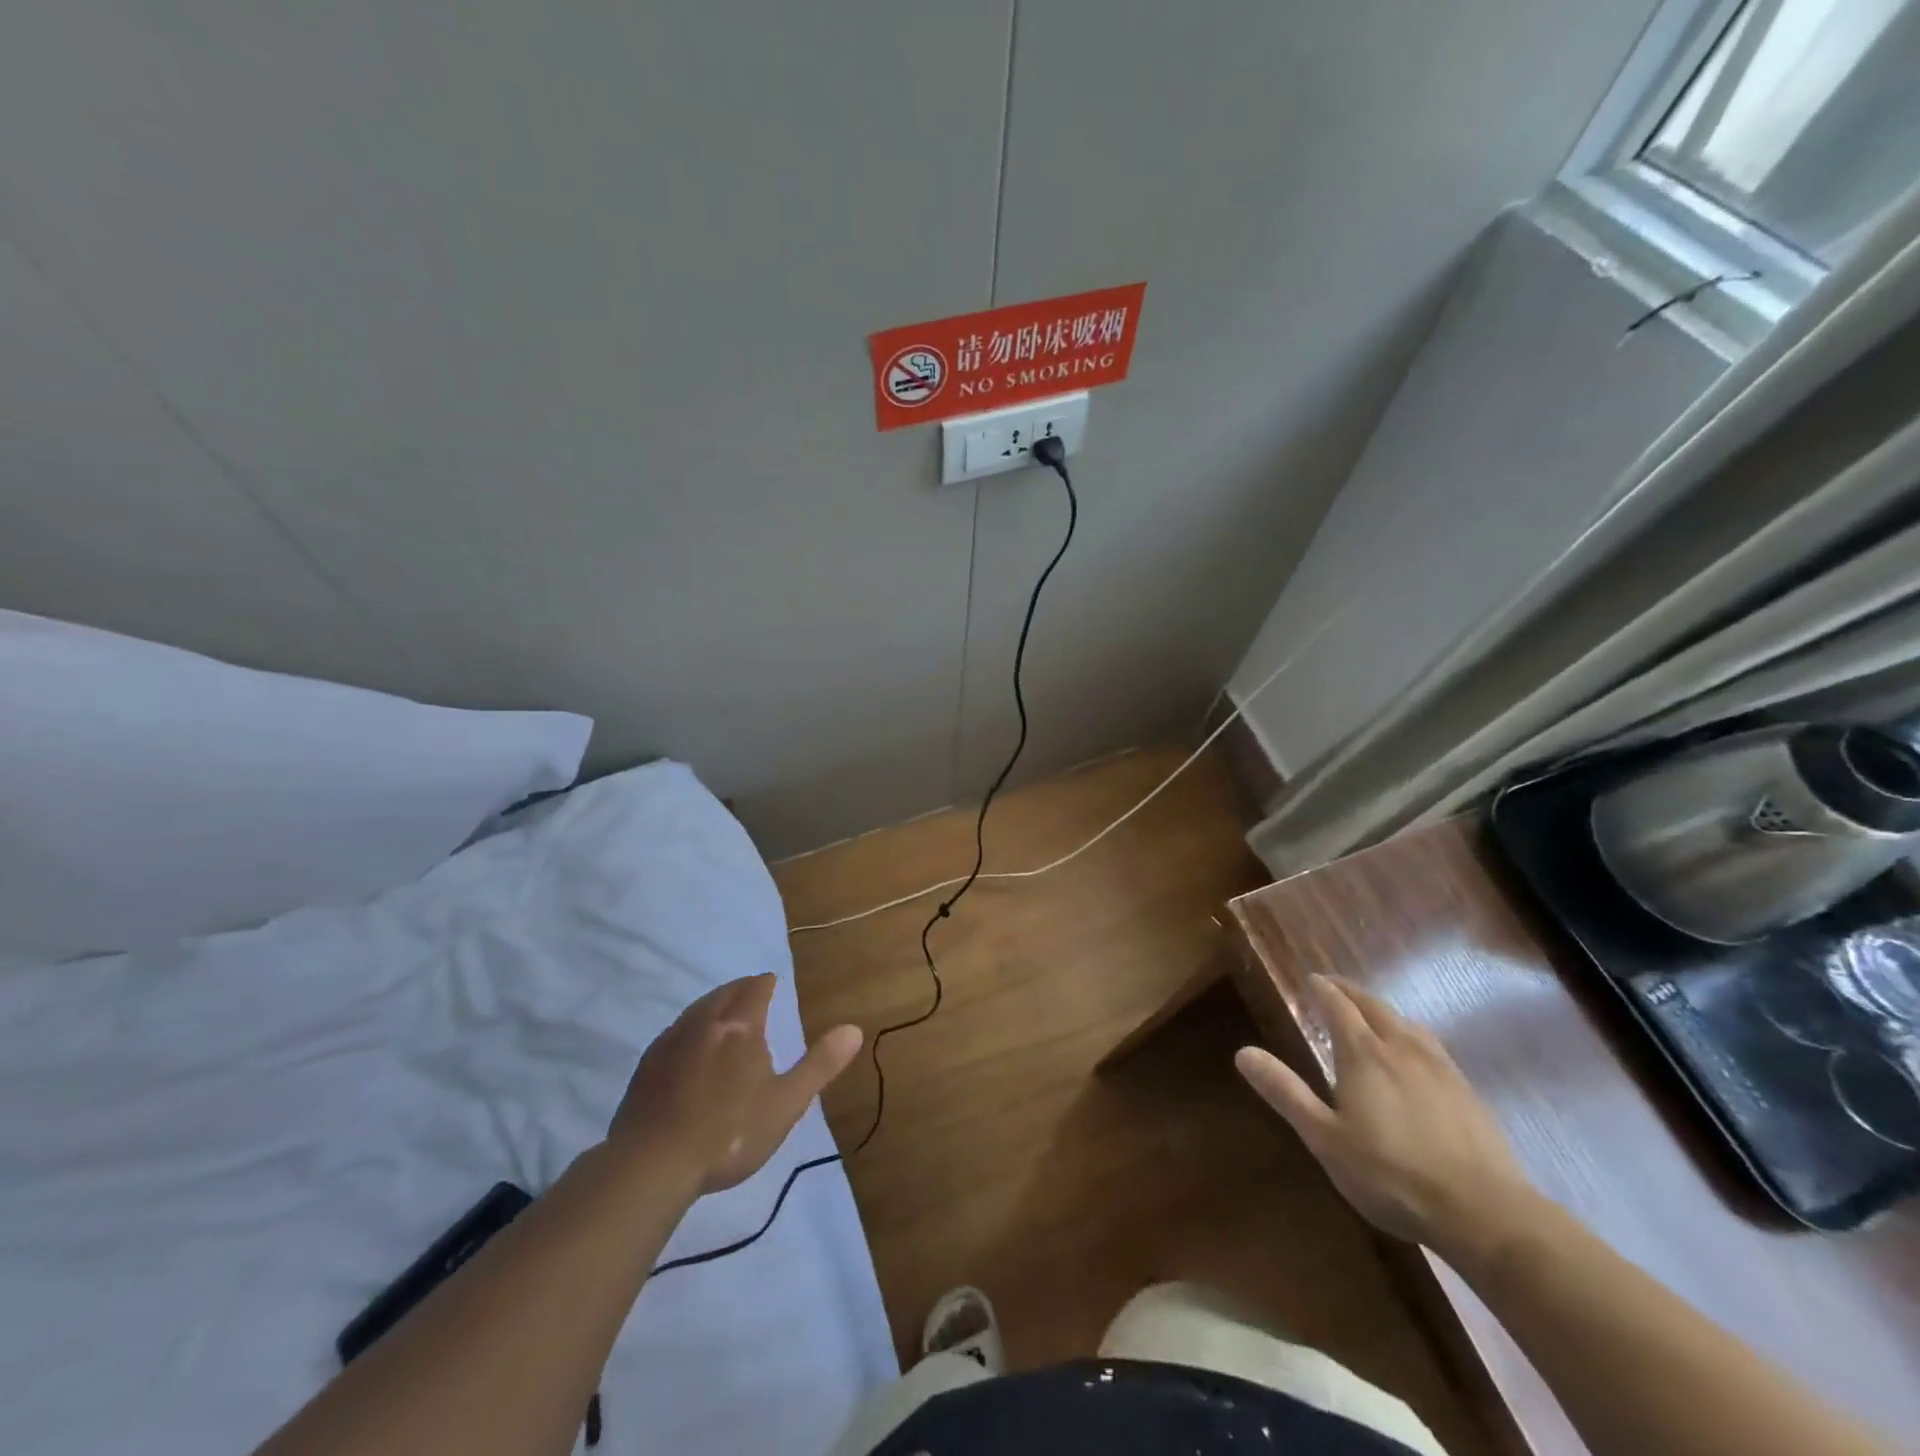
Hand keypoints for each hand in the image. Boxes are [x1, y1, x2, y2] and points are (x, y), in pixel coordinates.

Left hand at [609, 974, 862, 1195]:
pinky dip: (691, 1029)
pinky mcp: (647, 1065)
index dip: (767, 983)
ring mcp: (670, 1041)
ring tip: (725, 1018)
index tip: (773, 983)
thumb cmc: (729, 1134)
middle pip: (724, 992)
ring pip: (697, 1010)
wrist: (650, 1166)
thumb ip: (819, 1064)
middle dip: (741, 990)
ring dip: (715, 1006)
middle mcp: (704, 1022)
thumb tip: (853, 1029)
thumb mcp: (786, 1104)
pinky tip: (691, 1051)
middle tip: (753, 995)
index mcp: (740, 1026)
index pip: (755, 988)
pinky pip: (675, 1032)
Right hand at [1235, 975, 1532, 1262]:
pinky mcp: (1467, 1092)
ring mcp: (1440, 1068)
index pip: (1338, 1006)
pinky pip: (1432, 1045)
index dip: (1322, 990)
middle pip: (1374, 1006)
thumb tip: (1243, 1052)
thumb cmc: (1391, 1175)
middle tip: (1334, 987)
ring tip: (1373, 1013)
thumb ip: (1285, 1092)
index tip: (1311, 980)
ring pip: (1407, 1023)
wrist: (1484, 1213)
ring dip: (1384, 1010)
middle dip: (1351, 992)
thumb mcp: (1325, 1138)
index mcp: (1363, 1054)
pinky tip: (1417, 1054)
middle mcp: (1401, 1048)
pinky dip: (1412, 1034)